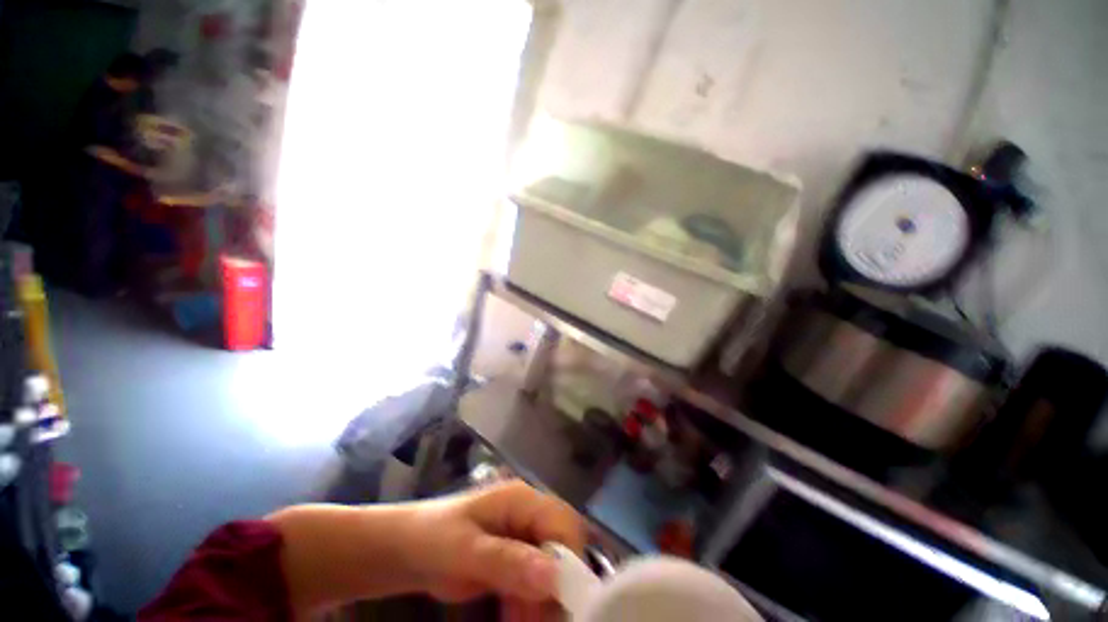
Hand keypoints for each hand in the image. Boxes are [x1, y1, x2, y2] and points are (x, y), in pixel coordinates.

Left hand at [403, 480, 585, 603]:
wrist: (407, 548)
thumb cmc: (434, 539)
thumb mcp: (464, 551)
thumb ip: (506, 561)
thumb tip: (555, 577)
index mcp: (523, 499)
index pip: (563, 523)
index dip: (569, 560)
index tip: (562, 601)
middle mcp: (530, 514)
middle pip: (562, 547)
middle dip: (557, 587)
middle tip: (540, 621)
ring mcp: (524, 536)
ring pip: (552, 570)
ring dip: (543, 603)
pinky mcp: (517, 558)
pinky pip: (536, 584)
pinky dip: (530, 607)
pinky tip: (514, 620)